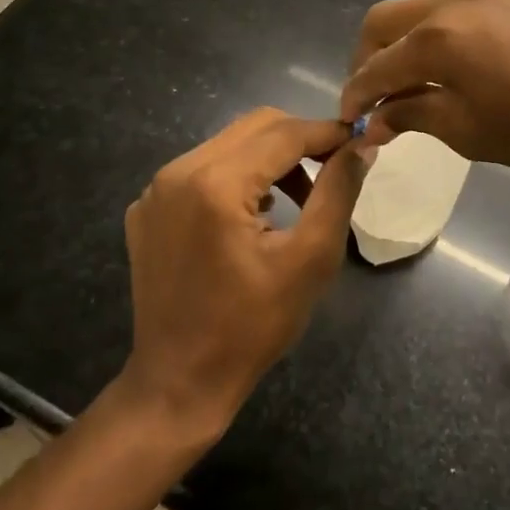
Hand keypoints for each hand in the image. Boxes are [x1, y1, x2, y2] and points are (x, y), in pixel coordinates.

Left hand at [119, 108, 361, 440]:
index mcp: (216, 183)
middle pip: (255, 127)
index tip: (360, 142)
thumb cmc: (252, 327)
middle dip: (301, 140)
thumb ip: (338, 191)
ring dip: (271, 159)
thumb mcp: (310, 259)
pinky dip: (238, 177)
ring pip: (229, 144)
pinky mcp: (147, 208)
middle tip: (334, 168)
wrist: (179, 382)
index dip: (328, 133)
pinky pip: (202, 170)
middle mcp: (179, 171)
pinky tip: (257, 215)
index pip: (284, 133)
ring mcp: (156, 189)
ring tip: (301, 197)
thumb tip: (361, 146)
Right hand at [341, 0, 509, 194]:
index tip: (350, 116)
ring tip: (416, 57)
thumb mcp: (472, 133)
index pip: (375, 67)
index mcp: (437, 41)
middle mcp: (453, 0)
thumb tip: (377, 120)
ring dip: (402, 21)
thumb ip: (416, 116)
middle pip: (385, 18)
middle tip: (377, 91)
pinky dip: (442, 10)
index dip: (356, 94)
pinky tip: (465, 43)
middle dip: (369, 55)